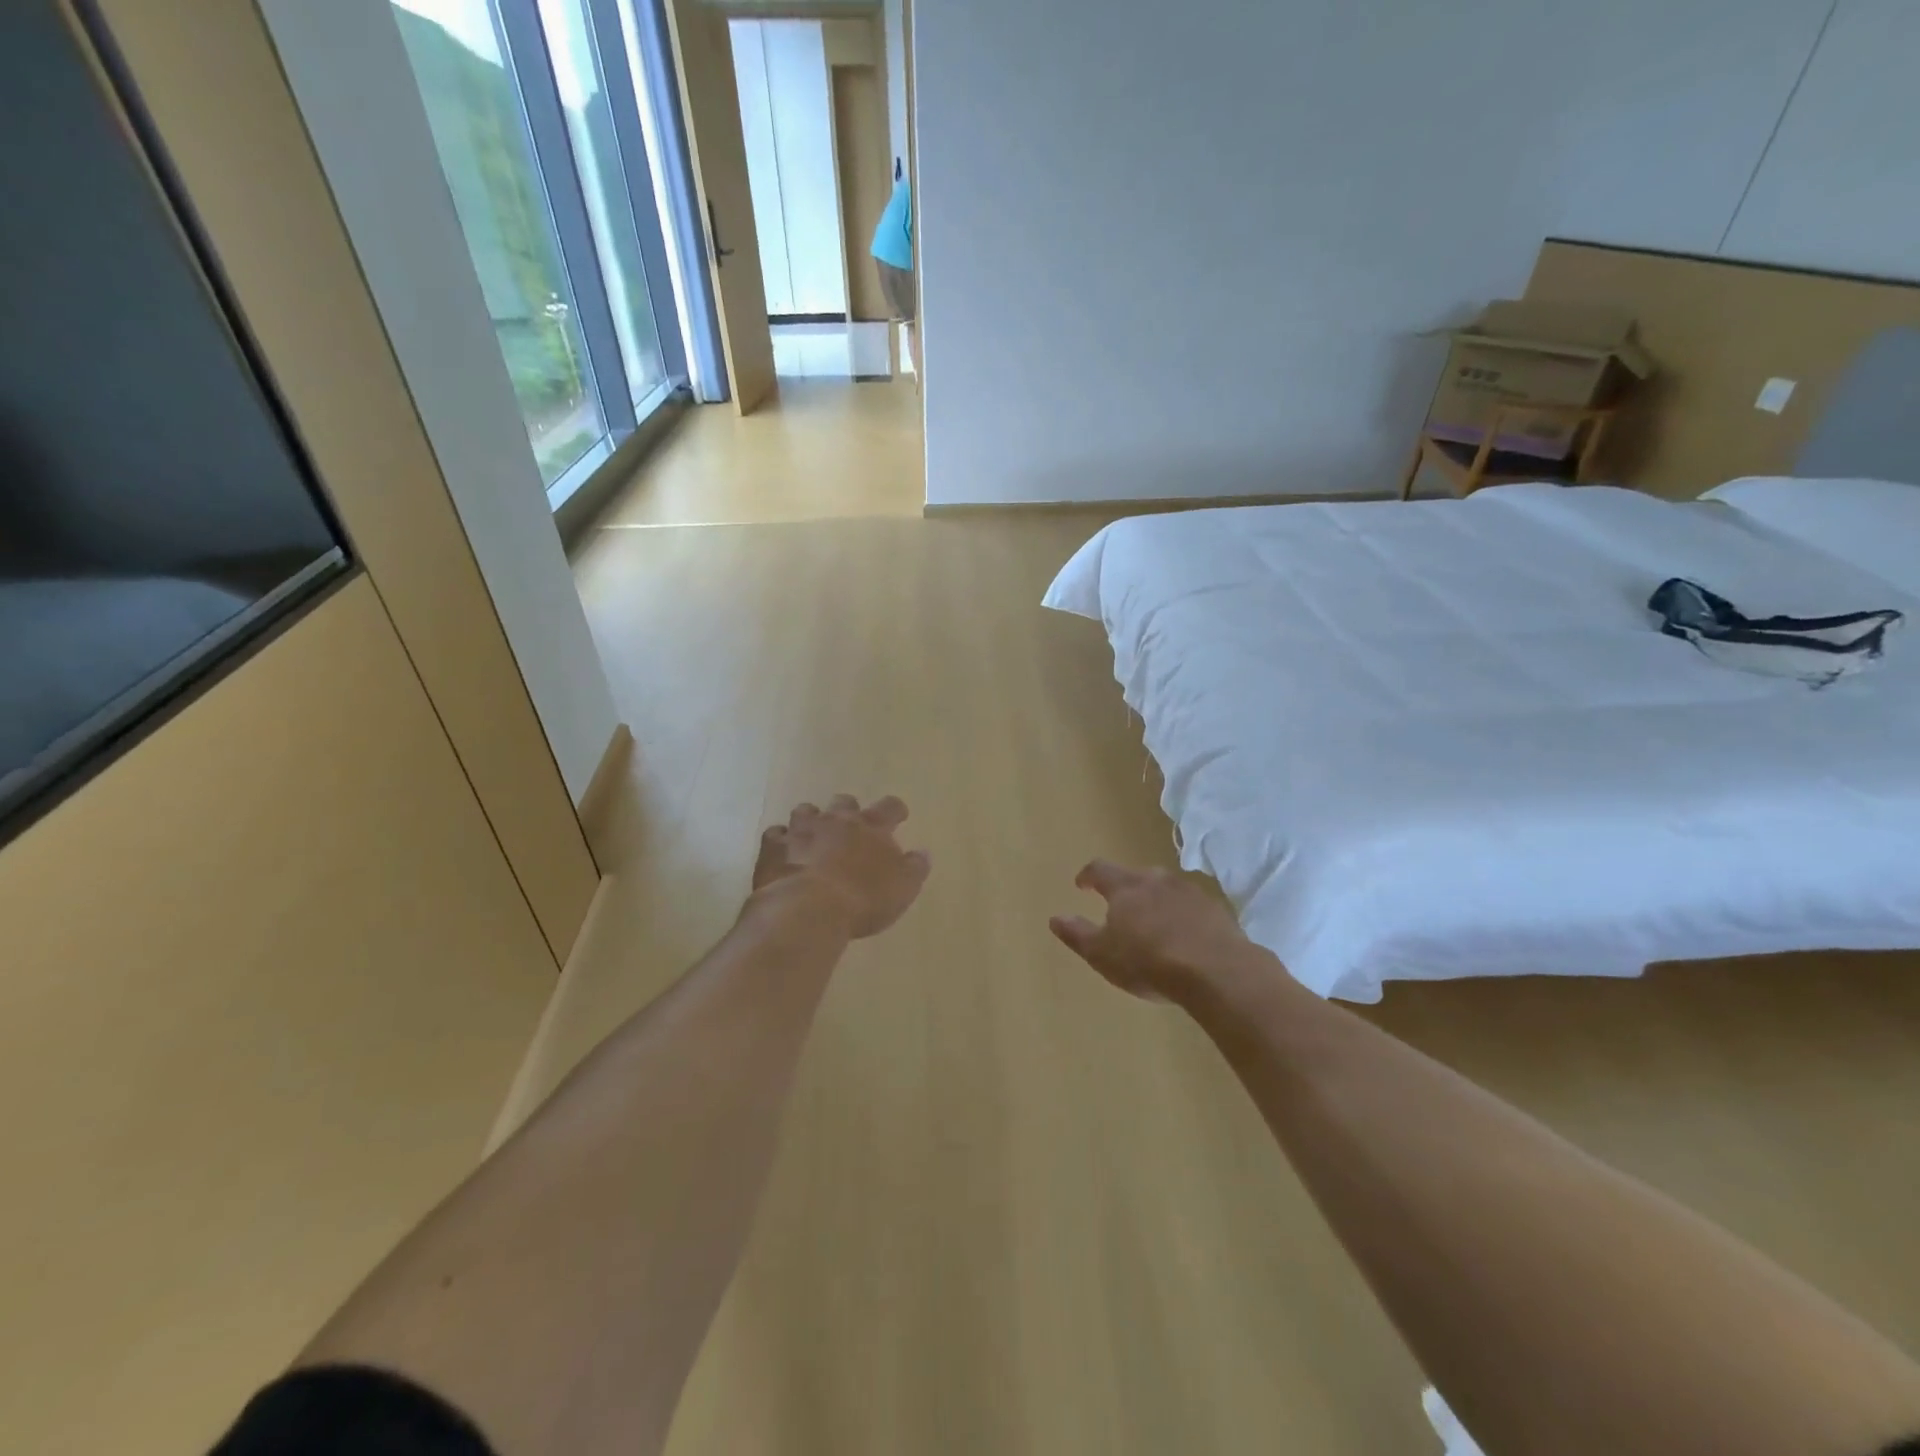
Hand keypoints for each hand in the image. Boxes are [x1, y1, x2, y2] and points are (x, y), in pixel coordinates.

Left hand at [753, 795, 931, 938]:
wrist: (807, 909)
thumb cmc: (863, 899)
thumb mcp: (902, 888)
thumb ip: (915, 868)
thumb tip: (923, 853)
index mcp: (871, 827)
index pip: (889, 807)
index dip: (895, 811)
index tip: (898, 816)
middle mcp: (836, 820)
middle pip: (844, 803)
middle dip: (849, 811)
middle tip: (851, 827)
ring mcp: (801, 830)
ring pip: (806, 811)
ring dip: (811, 821)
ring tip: (813, 835)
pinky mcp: (773, 847)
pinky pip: (775, 835)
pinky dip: (781, 841)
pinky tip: (783, 853)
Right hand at [1050, 861, 1269, 1002]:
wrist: (1217, 971)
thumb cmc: (1148, 962)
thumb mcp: (1102, 954)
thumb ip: (1077, 934)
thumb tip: (1055, 917)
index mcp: (1126, 887)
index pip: (1100, 870)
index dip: (1088, 875)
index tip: (1081, 884)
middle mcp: (1157, 880)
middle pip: (1135, 876)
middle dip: (1125, 889)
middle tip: (1119, 908)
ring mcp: (1190, 892)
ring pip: (1166, 889)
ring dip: (1156, 901)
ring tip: (1153, 923)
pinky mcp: (1216, 910)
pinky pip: (1191, 907)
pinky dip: (1182, 916)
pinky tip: (1184, 937)